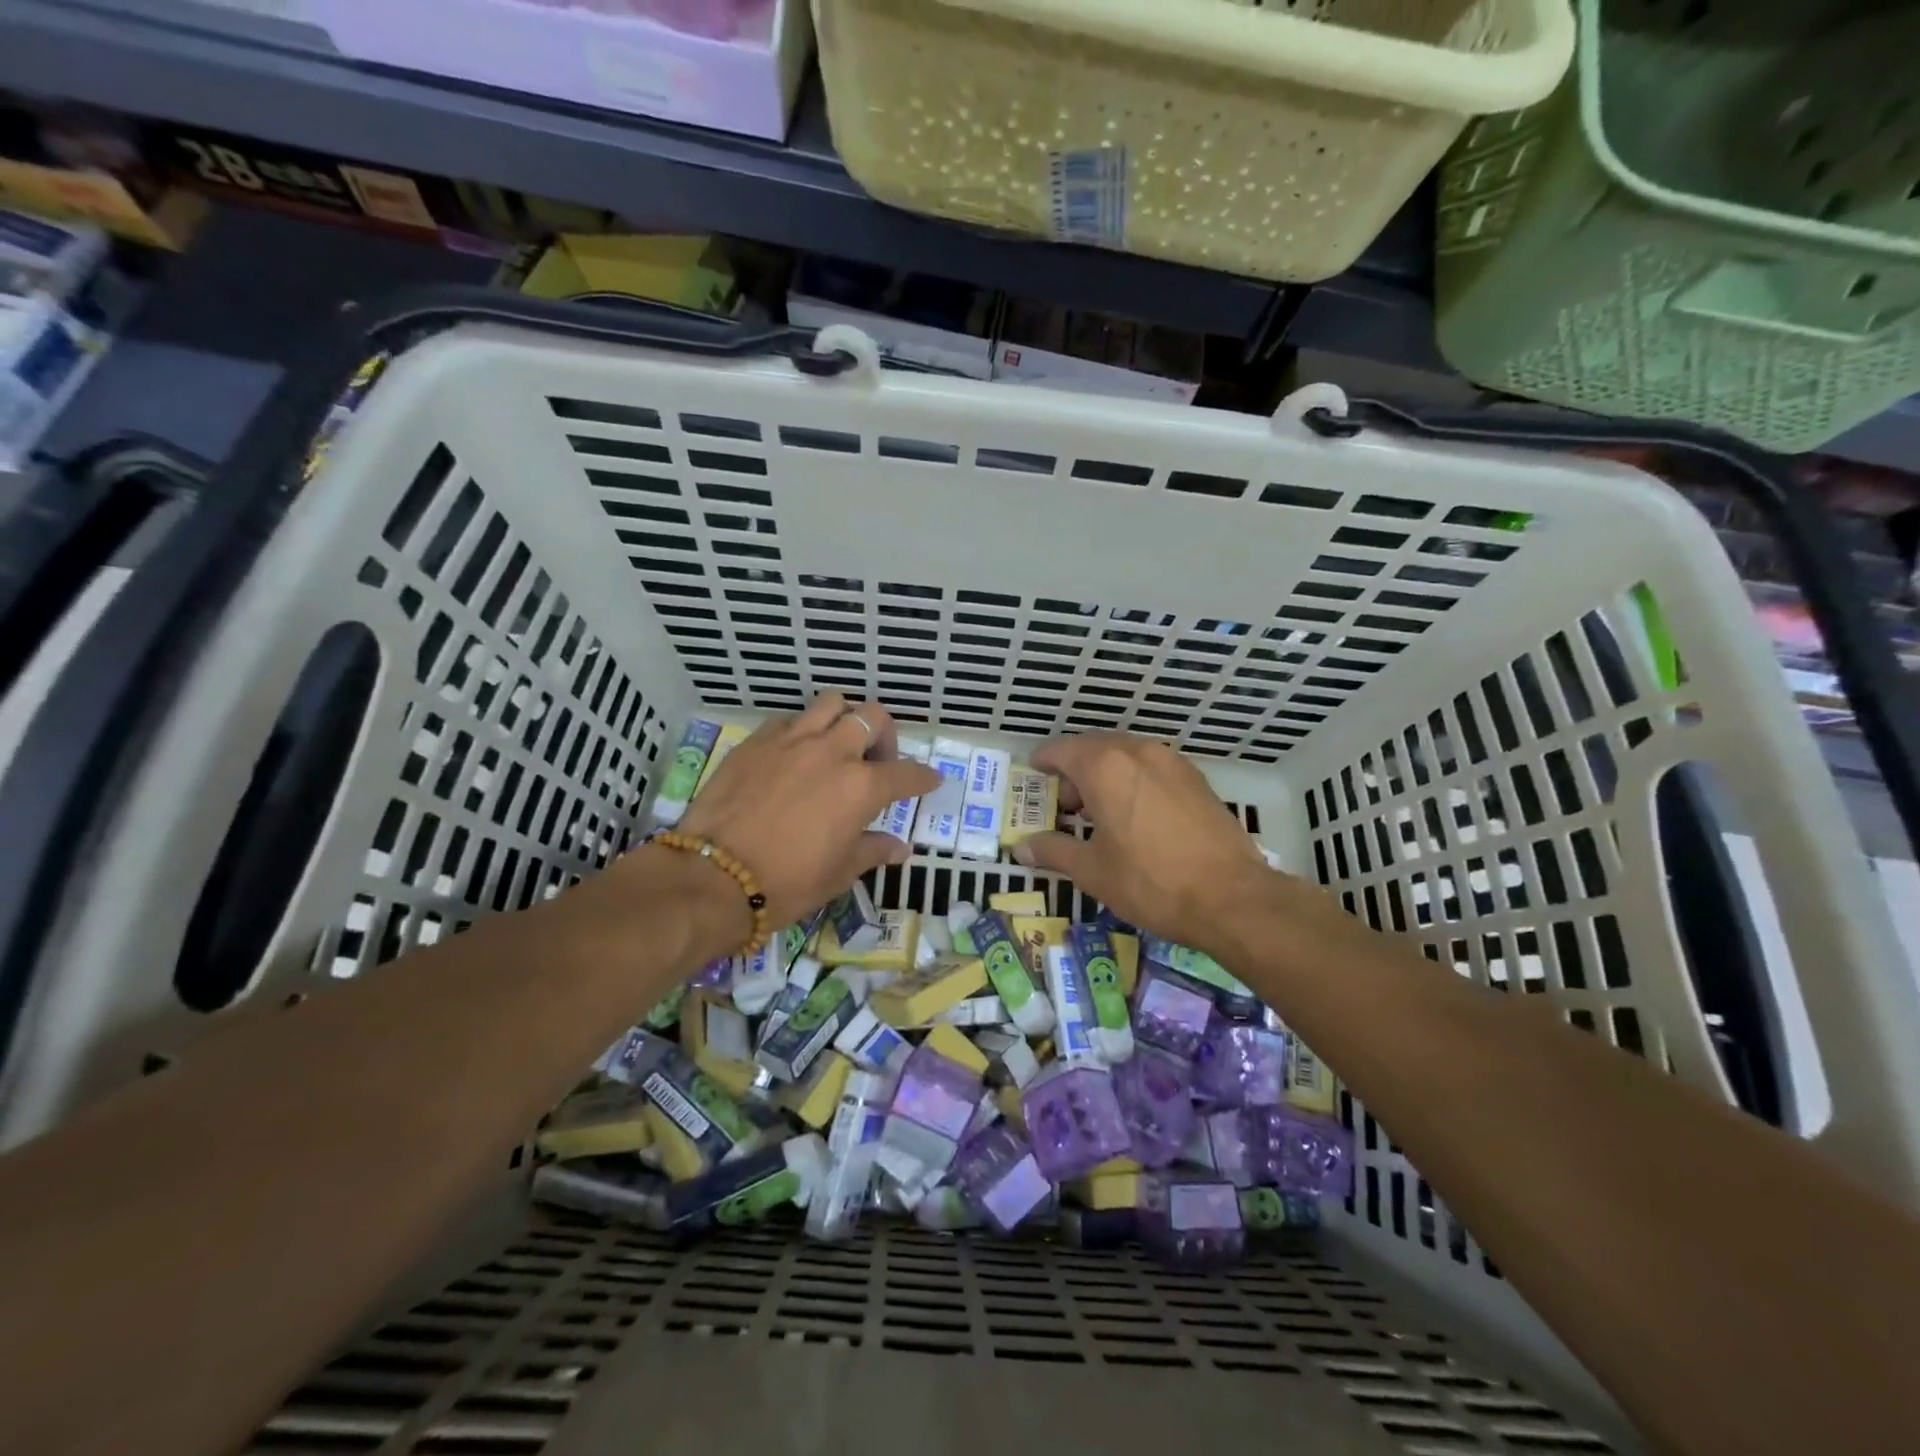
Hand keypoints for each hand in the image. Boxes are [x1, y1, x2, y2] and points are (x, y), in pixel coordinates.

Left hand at [671, 694, 939, 931]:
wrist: (714, 877)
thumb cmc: (787, 882)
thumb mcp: (839, 873)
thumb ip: (873, 850)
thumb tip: (900, 848)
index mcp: (862, 786)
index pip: (907, 773)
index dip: (923, 777)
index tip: (930, 780)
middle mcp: (832, 752)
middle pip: (873, 717)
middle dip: (884, 735)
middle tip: (876, 761)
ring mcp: (792, 740)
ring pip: (831, 703)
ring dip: (843, 719)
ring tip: (837, 744)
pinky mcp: (756, 741)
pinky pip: (789, 719)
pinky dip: (802, 730)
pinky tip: (794, 754)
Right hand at [1010, 732, 1271, 950]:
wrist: (1232, 897)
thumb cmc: (1150, 881)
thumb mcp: (1092, 871)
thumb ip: (1053, 850)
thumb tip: (1021, 848)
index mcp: (1105, 767)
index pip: (1062, 750)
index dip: (1043, 760)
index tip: (1034, 772)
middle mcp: (1138, 752)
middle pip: (1094, 748)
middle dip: (1074, 771)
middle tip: (1064, 806)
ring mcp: (1172, 762)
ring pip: (1125, 756)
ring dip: (1105, 775)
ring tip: (1099, 813)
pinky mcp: (1196, 779)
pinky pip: (1151, 768)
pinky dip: (1133, 781)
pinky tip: (1135, 815)